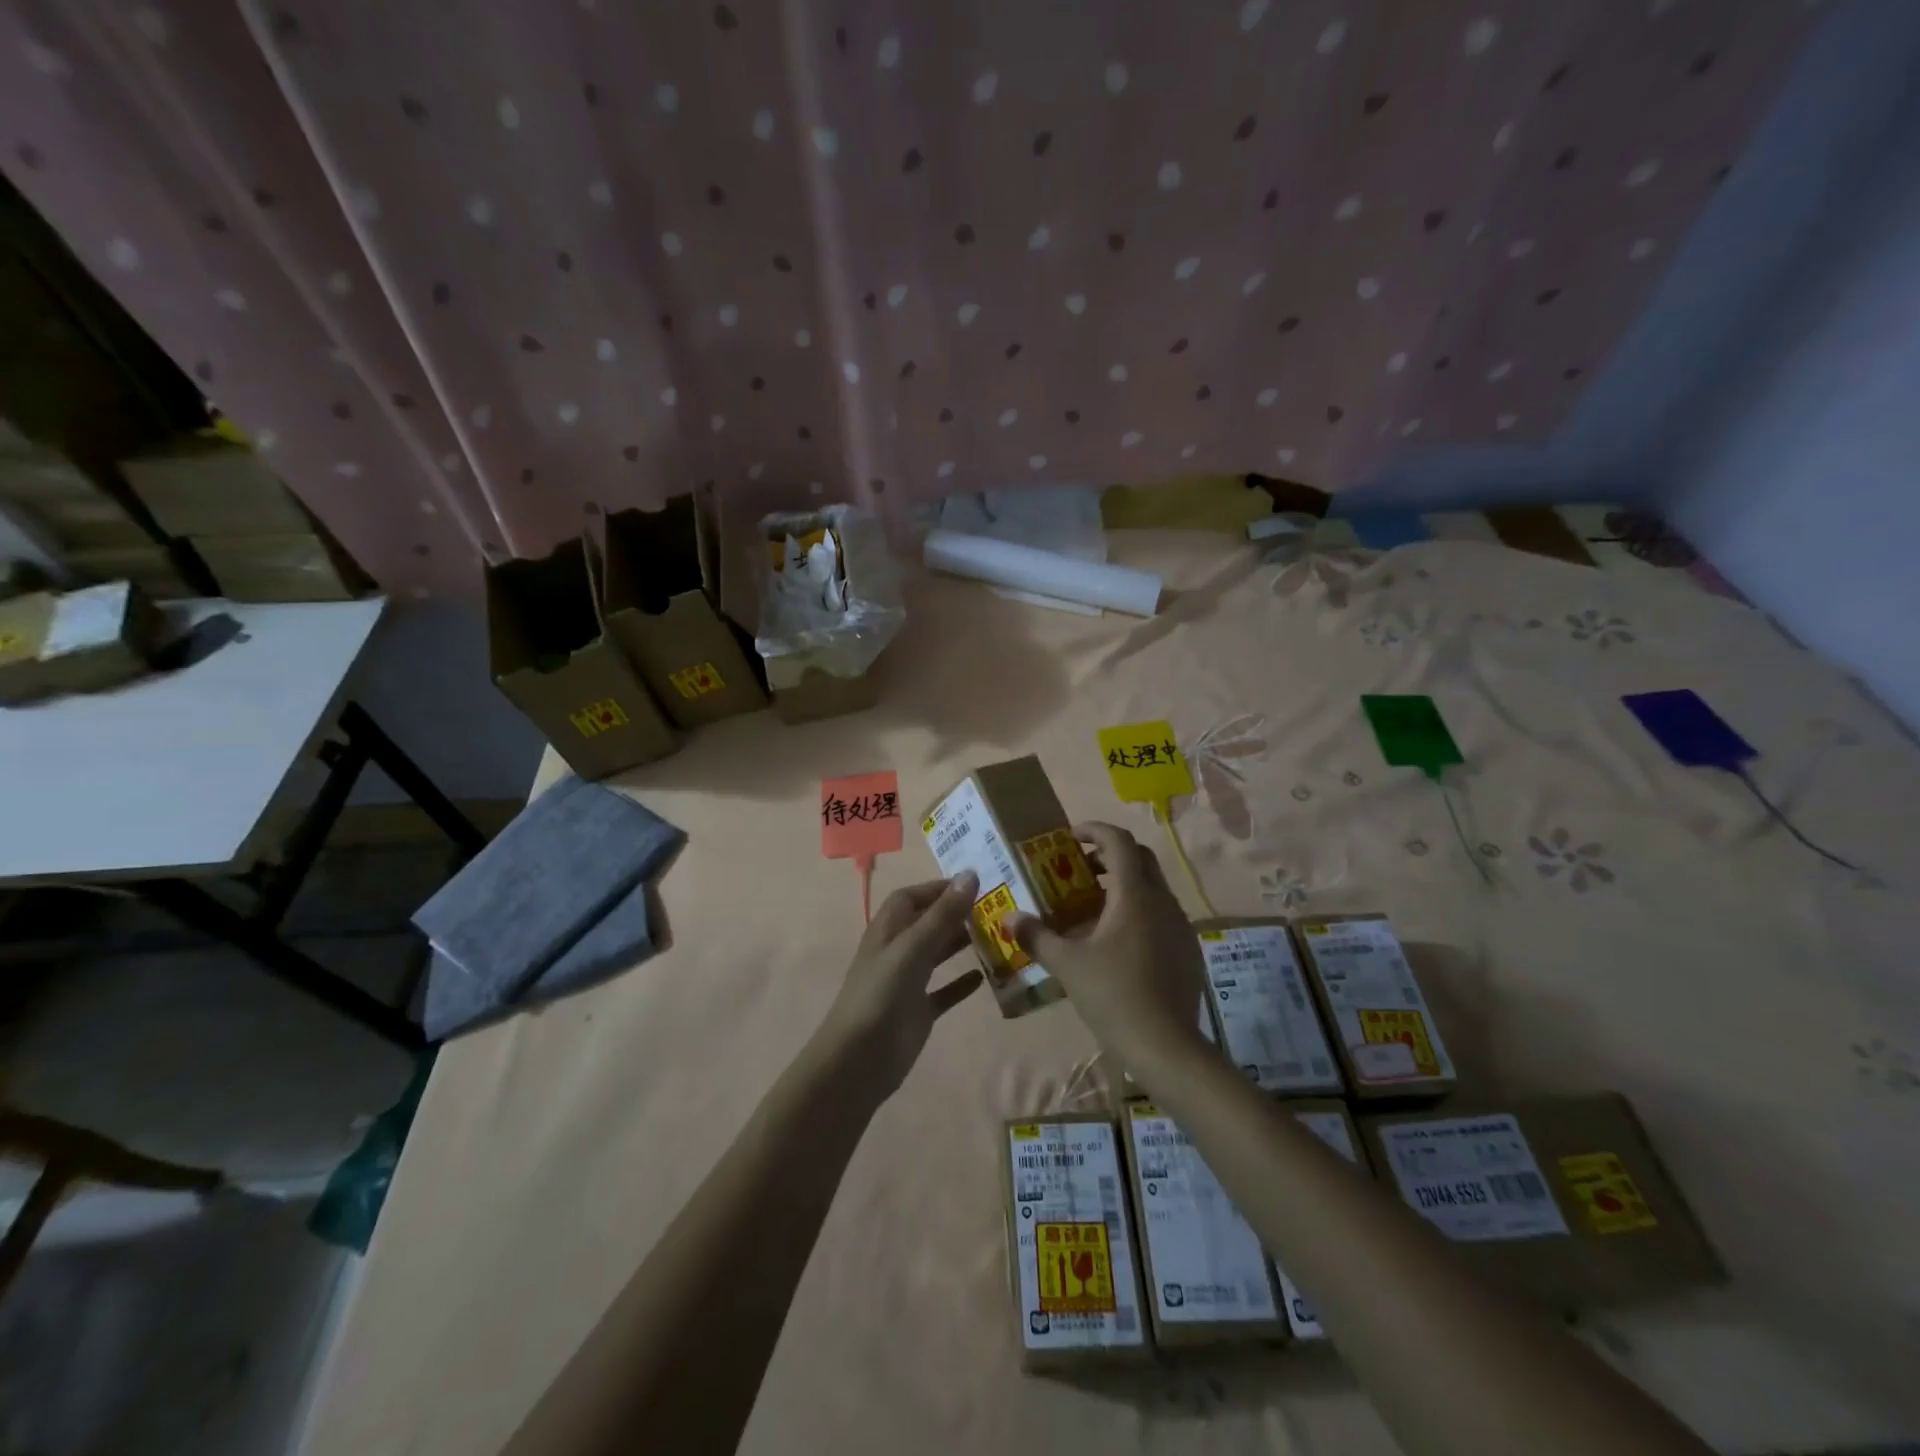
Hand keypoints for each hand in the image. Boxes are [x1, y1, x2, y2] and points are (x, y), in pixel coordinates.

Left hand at [817, 873, 983, 1093]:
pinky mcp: (917, 1011)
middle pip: (927, 923)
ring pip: (937, 954)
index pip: (912, 897)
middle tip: (993, 910)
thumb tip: (970, 874)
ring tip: (995, 936)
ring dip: (961, 944)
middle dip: (955, 914)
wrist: (859, 1059)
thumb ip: (943, 914)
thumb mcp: (913, 947)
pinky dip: (961, 983)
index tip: (973, 884)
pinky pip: (943, 991)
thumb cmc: (881, 994)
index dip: (938, 888)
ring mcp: (907, 983)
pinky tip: (985, 978)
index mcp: (888, 930)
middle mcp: (897, 951)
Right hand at [1006, 823, 1207, 1074]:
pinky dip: (1138, 910)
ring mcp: (1180, 925)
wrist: (1166, 1047)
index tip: (1070, 837)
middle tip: (1080, 869)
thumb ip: (1037, 936)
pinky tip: (1117, 940)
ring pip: (1152, 887)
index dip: (1094, 830)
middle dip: (1109, 855)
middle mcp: (1162, 901)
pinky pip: (1161, 914)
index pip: (1119, 841)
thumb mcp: (1067, 965)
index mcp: (1134, 895)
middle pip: (1140, 858)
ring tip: (1092, 906)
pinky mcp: (1187, 949)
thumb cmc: (1113, 995)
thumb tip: (1009, 918)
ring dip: (1124, 884)